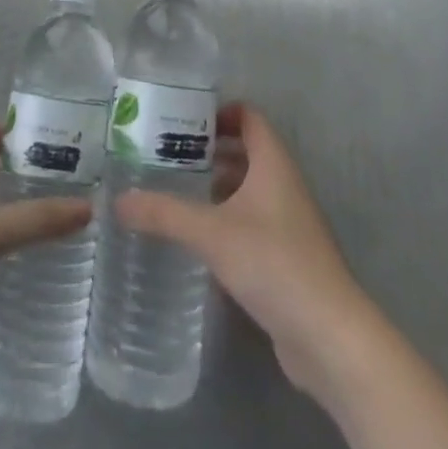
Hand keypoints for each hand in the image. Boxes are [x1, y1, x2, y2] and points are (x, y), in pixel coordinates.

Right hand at [115, 103, 377, 400]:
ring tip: (176, 192)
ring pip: (250, 189)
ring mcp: (289, 223)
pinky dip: (227, 220)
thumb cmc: (274, 263)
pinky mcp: (288, 257)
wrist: (329, 336)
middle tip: (168, 155)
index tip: (183, 119)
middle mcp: (284, 185)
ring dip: (218, 186)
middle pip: (248, 151)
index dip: (220, 112)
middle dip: (210, 150)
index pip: (250, 117)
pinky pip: (253, 223)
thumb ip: (164, 214)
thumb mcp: (211, 233)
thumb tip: (118, 200)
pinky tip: (199, 238)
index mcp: (274, 164)